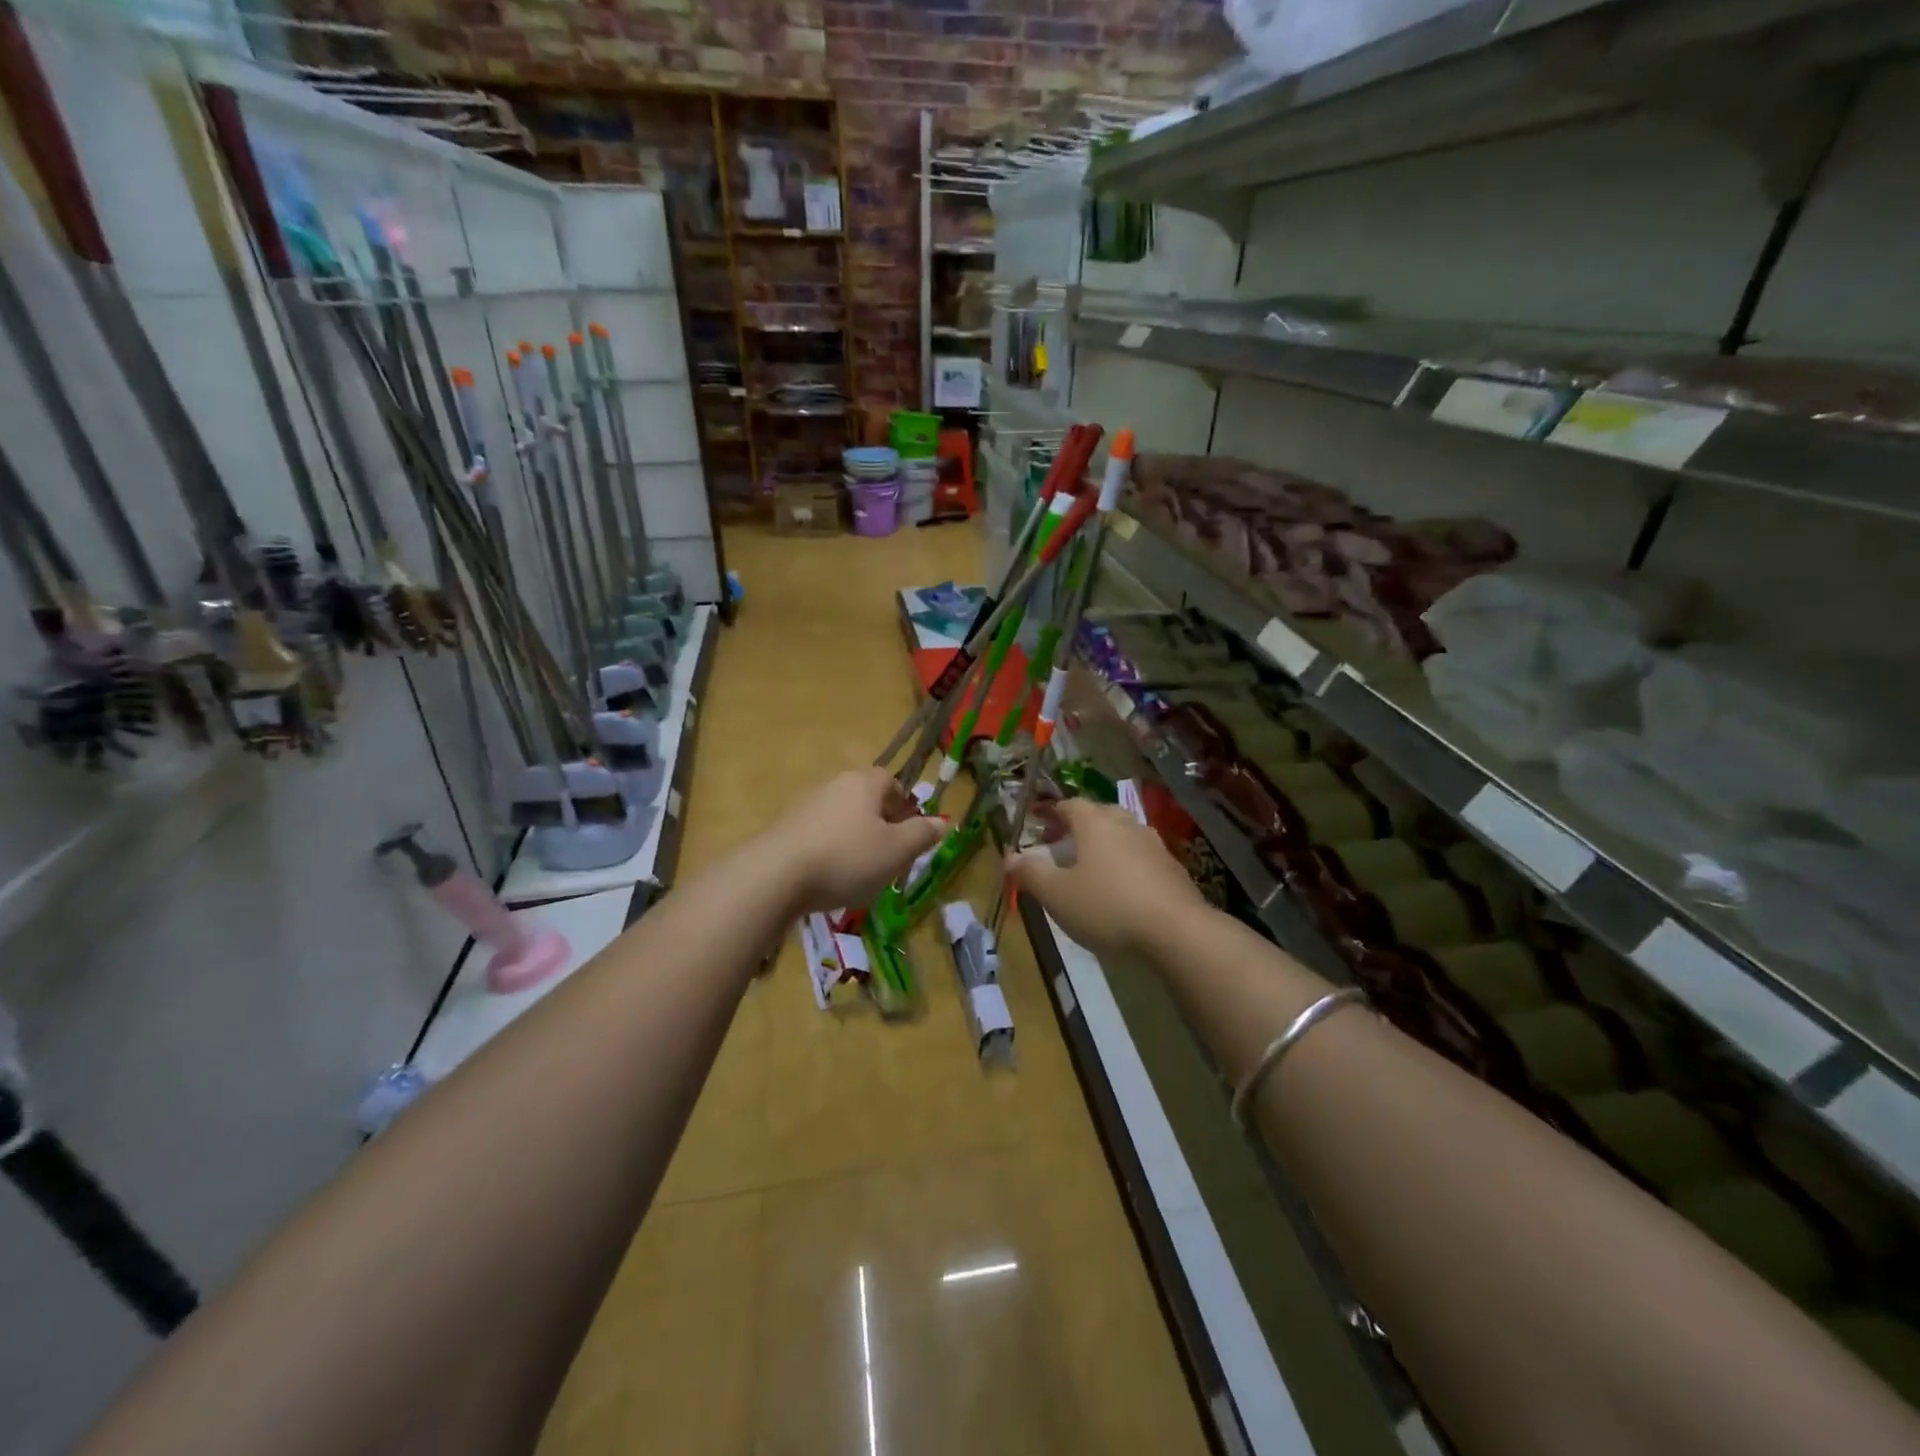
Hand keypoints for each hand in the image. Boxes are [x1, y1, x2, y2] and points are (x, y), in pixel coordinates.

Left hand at [761, 768, 946, 914]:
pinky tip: (828, 878)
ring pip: (842, 818)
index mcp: (864, 783)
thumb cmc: (847, 858)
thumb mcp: (896, 851)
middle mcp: (834, 784)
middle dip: (880, 826)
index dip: (904, 806)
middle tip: (888, 857)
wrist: (776, 876)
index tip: (908, 834)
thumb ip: (922, 834)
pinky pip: (818, 835)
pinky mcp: (784, 828)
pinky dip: (829, 851)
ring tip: (858, 873)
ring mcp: (805, 805)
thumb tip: (942, 822)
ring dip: (854, 840)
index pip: (891, 781)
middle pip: (866, 799)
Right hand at [1008, 798, 1207, 958]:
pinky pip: (1142, 857)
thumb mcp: (1057, 895)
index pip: (1069, 805)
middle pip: (1099, 814)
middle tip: (1063, 841)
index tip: (1038, 820)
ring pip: (1124, 833)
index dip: (1051, 811)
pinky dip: (1128, 863)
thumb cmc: (1107, 907)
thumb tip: (1009, 857)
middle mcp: (1126, 824)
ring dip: (1106, 843)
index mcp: (1095, 823)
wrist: (1176, 931)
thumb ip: (1031, 873)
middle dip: (1080, 824)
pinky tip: (1123, 887)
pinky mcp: (1173, 869)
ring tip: (1092, 864)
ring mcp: (1154, 845)